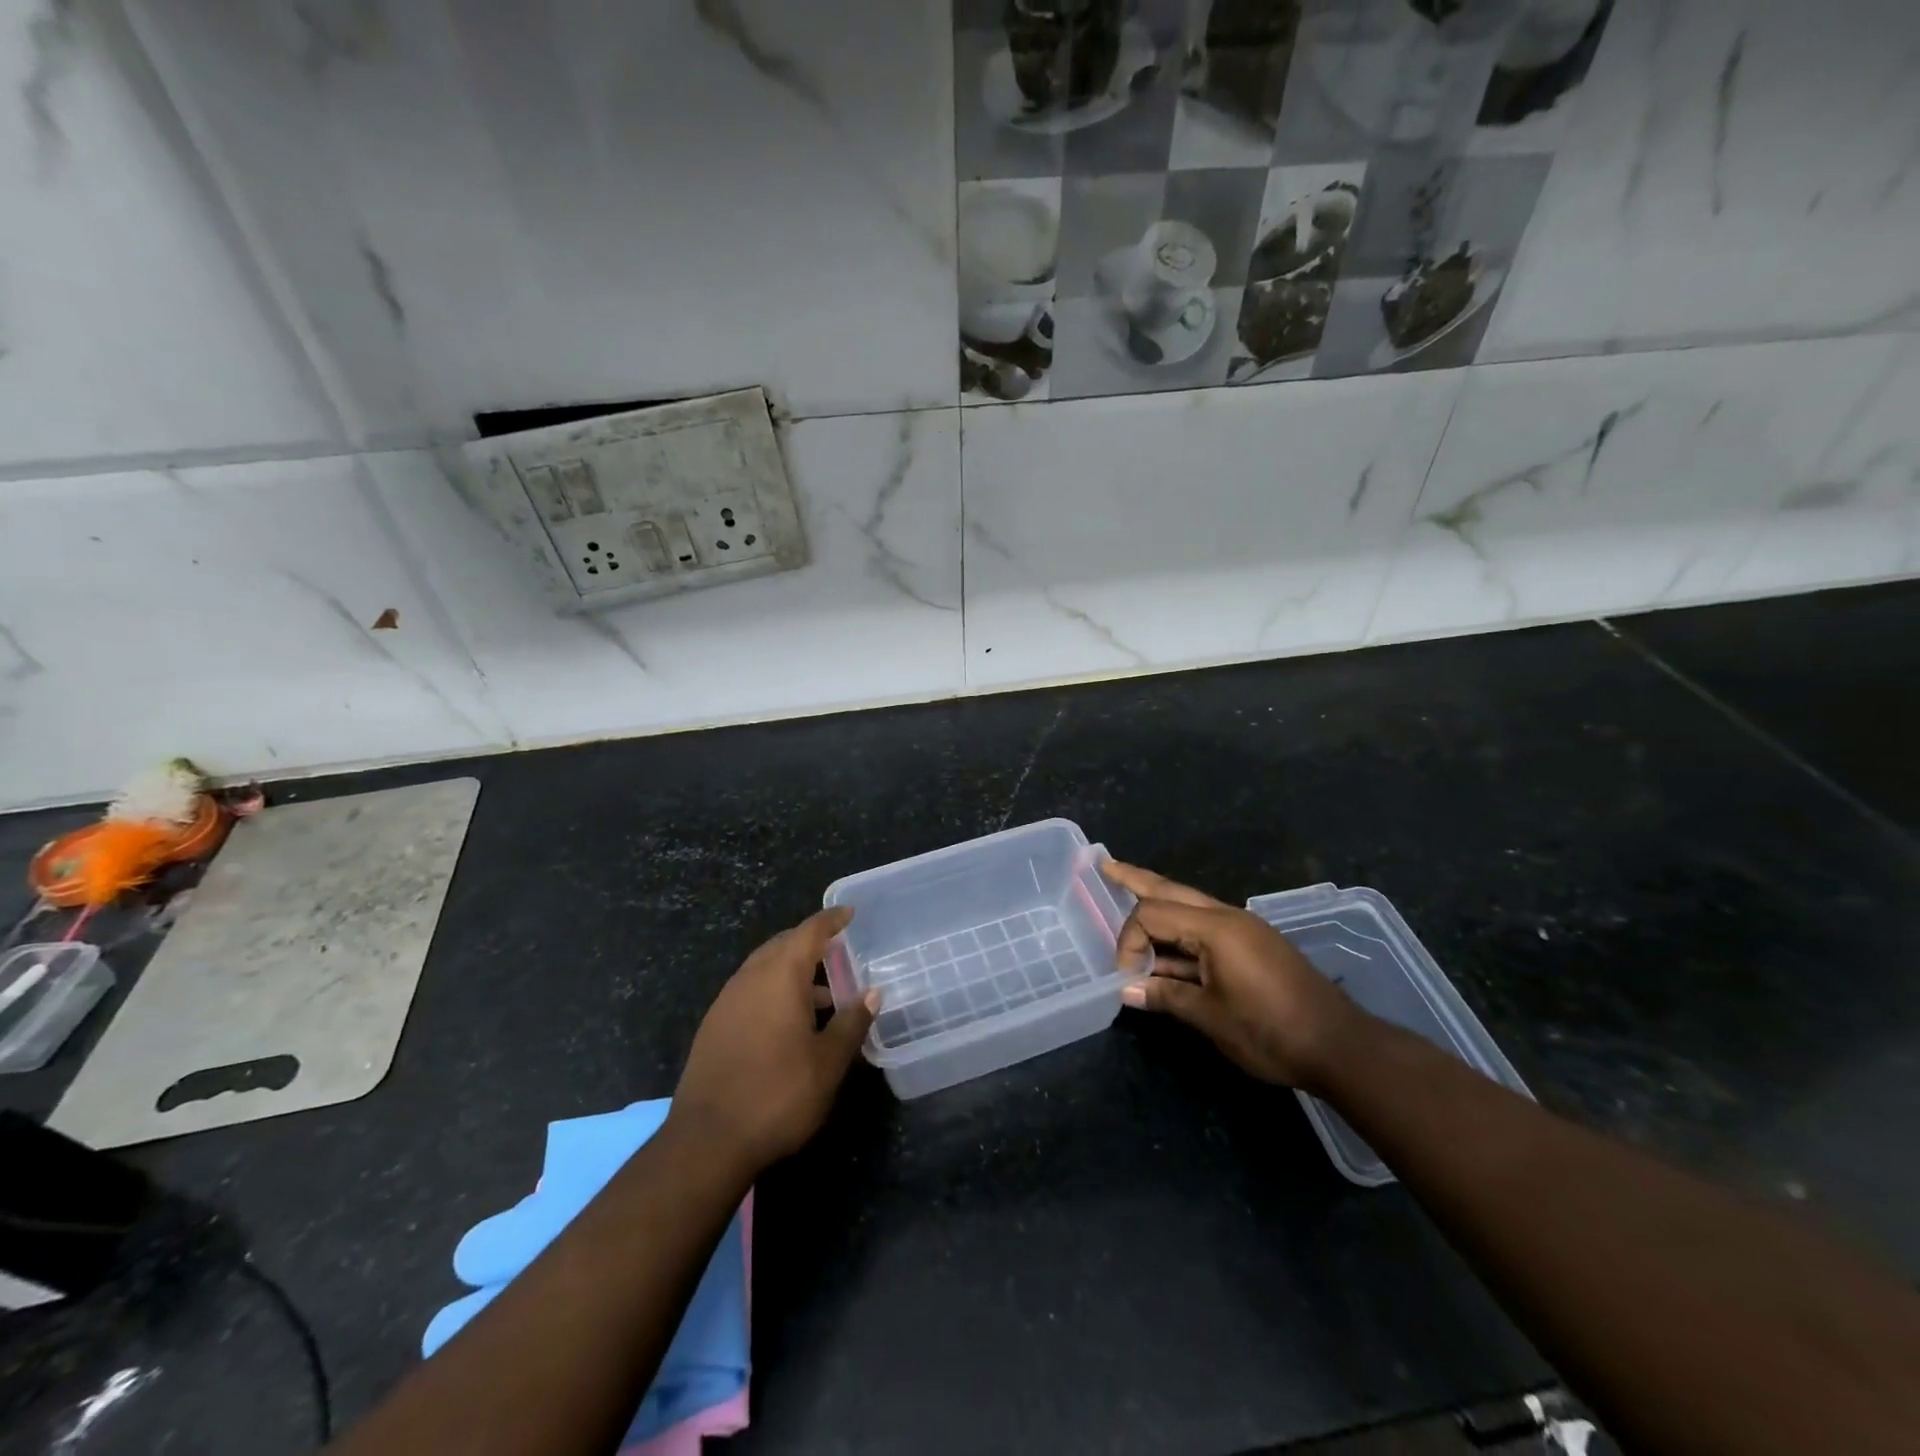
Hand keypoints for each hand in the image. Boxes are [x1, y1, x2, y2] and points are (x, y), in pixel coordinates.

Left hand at [670, 907, 877, 1174]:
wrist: (706, 1142)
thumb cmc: (778, 1094)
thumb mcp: (828, 1062)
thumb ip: (852, 1022)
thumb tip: (872, 993)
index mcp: (780, 976)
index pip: (810, 932)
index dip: (832, 920)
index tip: (849, 913)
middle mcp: (750, 978)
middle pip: (783, 945)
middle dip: (810, 943)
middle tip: (839, 951)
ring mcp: (726, 1002)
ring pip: (764, 969)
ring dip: (792, 971)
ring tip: (822, 996)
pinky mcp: (713, 1026)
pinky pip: (750, 991)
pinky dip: (773, 991)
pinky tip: (788, 1022)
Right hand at [1104, 861, 1361, 1090]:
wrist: (1338, 1047)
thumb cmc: (1270, 1030)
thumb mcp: (1210, 1017)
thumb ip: (1165, 996)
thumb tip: (1126, 990)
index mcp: (1215, 927)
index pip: (1152, 914)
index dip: (1129, 941)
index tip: (1126, 978)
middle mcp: (1227, 917)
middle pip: (1171, 890)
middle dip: (1136, 878)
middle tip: (1106, 865)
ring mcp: (1242, 930)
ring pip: (1188, 906)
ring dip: (1157, 904)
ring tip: (1126, 891)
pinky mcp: (1251, 947)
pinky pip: (1204, 929)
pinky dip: (1178, 932)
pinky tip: (1163, 945)